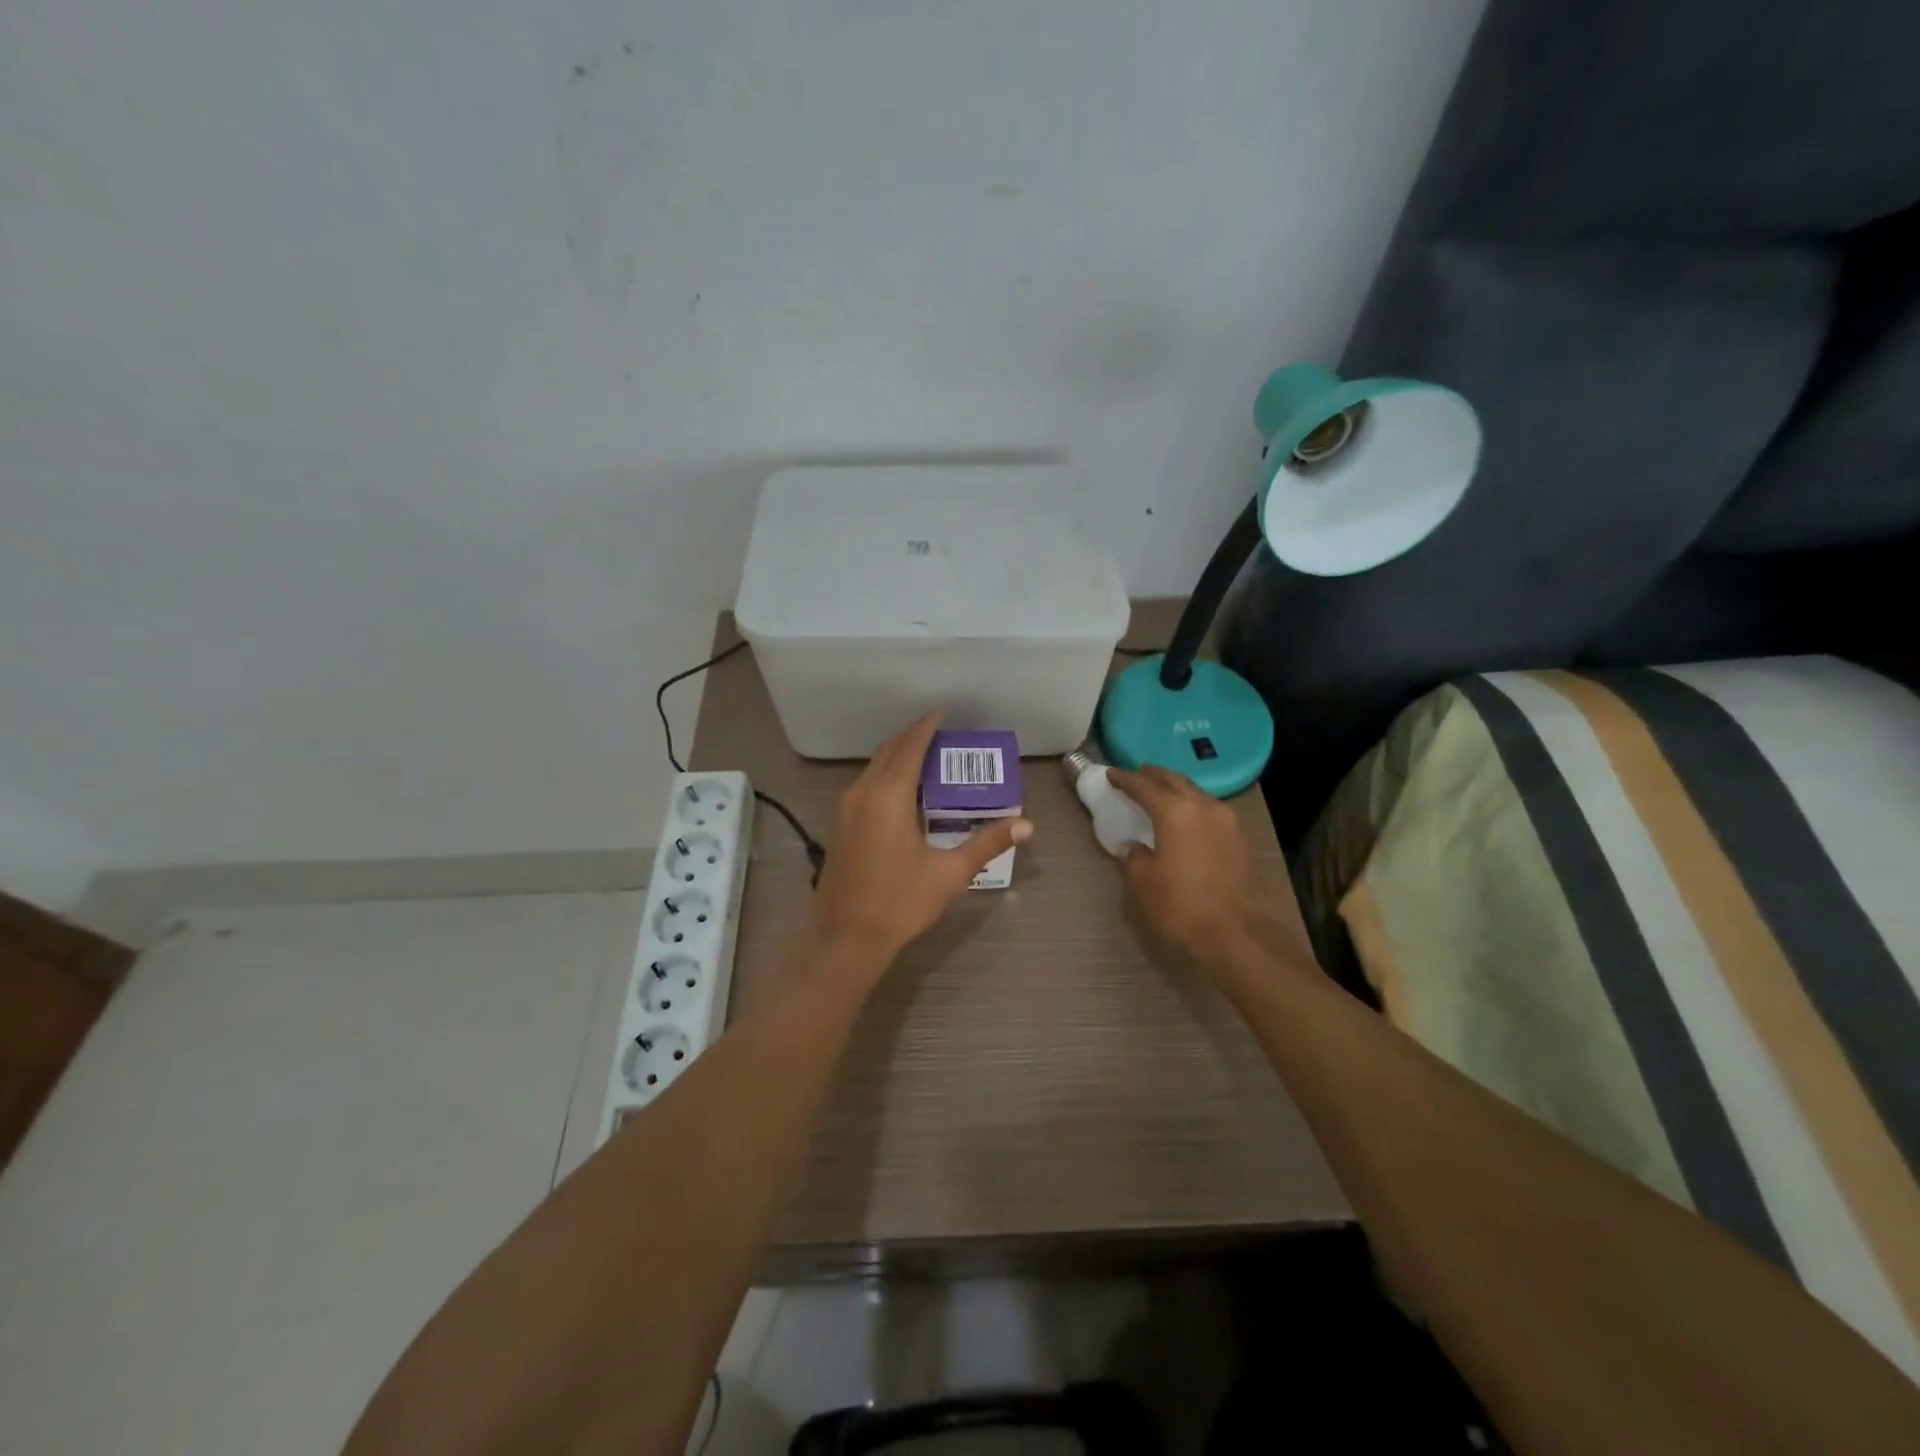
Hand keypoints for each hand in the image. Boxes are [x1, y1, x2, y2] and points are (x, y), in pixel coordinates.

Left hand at [808, 713, 1032, 976]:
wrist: (846, 938)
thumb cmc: (899, 902)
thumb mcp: (949, 873)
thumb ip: (986, 843)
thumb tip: (1025, 824)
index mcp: (889, 796)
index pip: (910, 746)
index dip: (928, 726)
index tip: (944, 713)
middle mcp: (863, 792)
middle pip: (889, 750)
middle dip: (914, 736)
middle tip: (942, 733)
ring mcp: (847, 808)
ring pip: (874, 766)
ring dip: (899, 754)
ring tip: (929, 756)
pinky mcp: (841, 823)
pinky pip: (866, 782)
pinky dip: (887, 773)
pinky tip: (906, 789)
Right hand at [1107, 765, 1306, 986]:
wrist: (1239, 934)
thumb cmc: (1183, 905)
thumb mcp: (1145, 883)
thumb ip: (1134, 858)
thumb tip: (1132, 847)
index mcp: (1175, 811)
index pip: (1144, 786)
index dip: (1125, 779)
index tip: (1111, 774)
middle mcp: (1203, 806)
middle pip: (1175, 780)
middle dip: (1154, 776)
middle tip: (1137, 776)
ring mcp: (1227, 821)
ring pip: (1196, 793)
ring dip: (1176, 790)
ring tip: (1160, 796)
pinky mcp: (1240, 839)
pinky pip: (1210, 811)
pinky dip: (1192, 808)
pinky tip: (1185, 821)